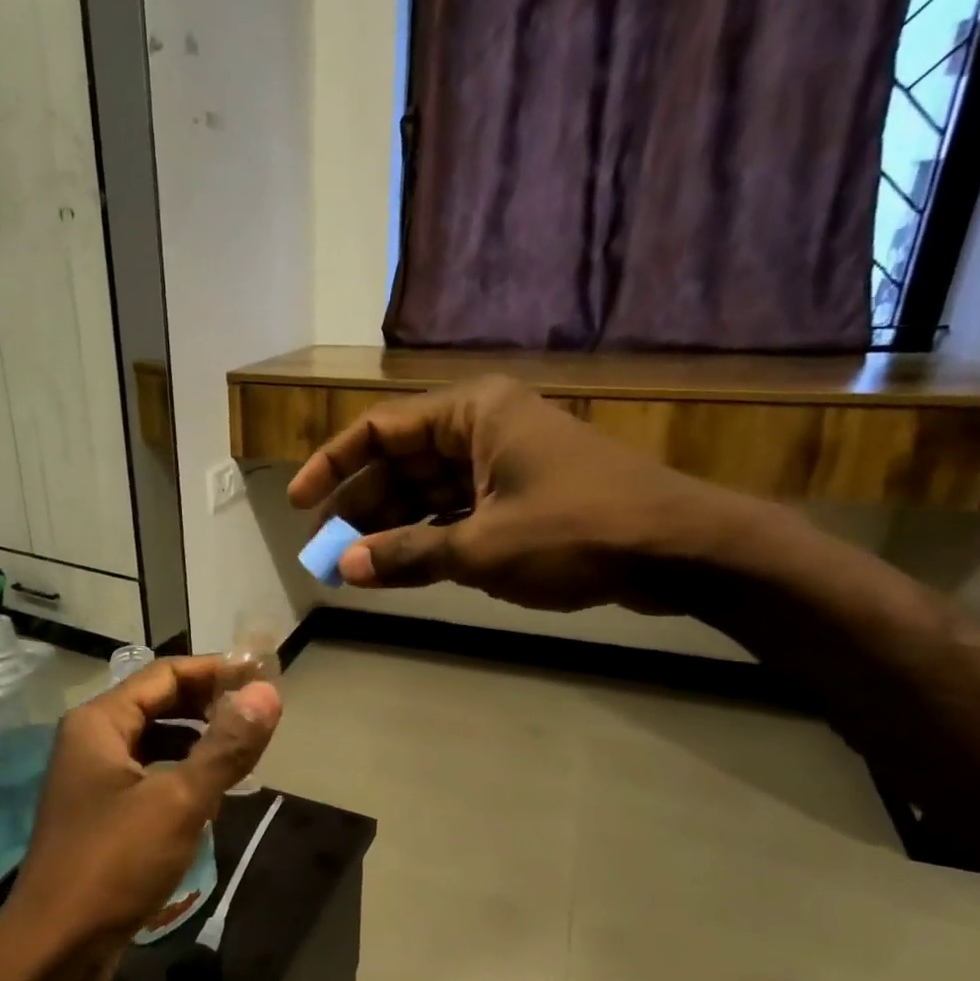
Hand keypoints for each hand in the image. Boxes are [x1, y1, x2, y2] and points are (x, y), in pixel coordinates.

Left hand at [0, 656, 280, 980]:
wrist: (53, 950)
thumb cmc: (113, 864)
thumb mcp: (179, 801)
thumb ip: (226, 746)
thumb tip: (268, 692)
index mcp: (99, 723)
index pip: (165, 674)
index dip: (215, 670)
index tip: (262, 675)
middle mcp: (90, 742)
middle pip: (158, 704)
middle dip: (208, 705)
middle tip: (258, 713)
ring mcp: (92, 781)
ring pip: (155, 743)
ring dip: (197, 741)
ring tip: (243, 751)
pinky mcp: (101, 816)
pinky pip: (148, 777)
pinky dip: (181, 775)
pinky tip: (211, 796)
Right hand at [287, 376, 750, 613]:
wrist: (682, 550)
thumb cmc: (578, 532)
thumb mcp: (482, 548)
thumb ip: (408, 554)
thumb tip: (344, 567)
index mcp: (473, 413)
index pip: (380, 430)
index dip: (332, 466)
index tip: (298, 503)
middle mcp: (484, 426)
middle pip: (402, 462)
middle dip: (361, 506)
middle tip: (325, 550)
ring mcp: (506, 461)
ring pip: (429, 489)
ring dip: (393, 526)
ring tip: (354, 565)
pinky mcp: (524, 495)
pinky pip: (458, 510)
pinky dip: (430, 536)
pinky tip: (402, 565)